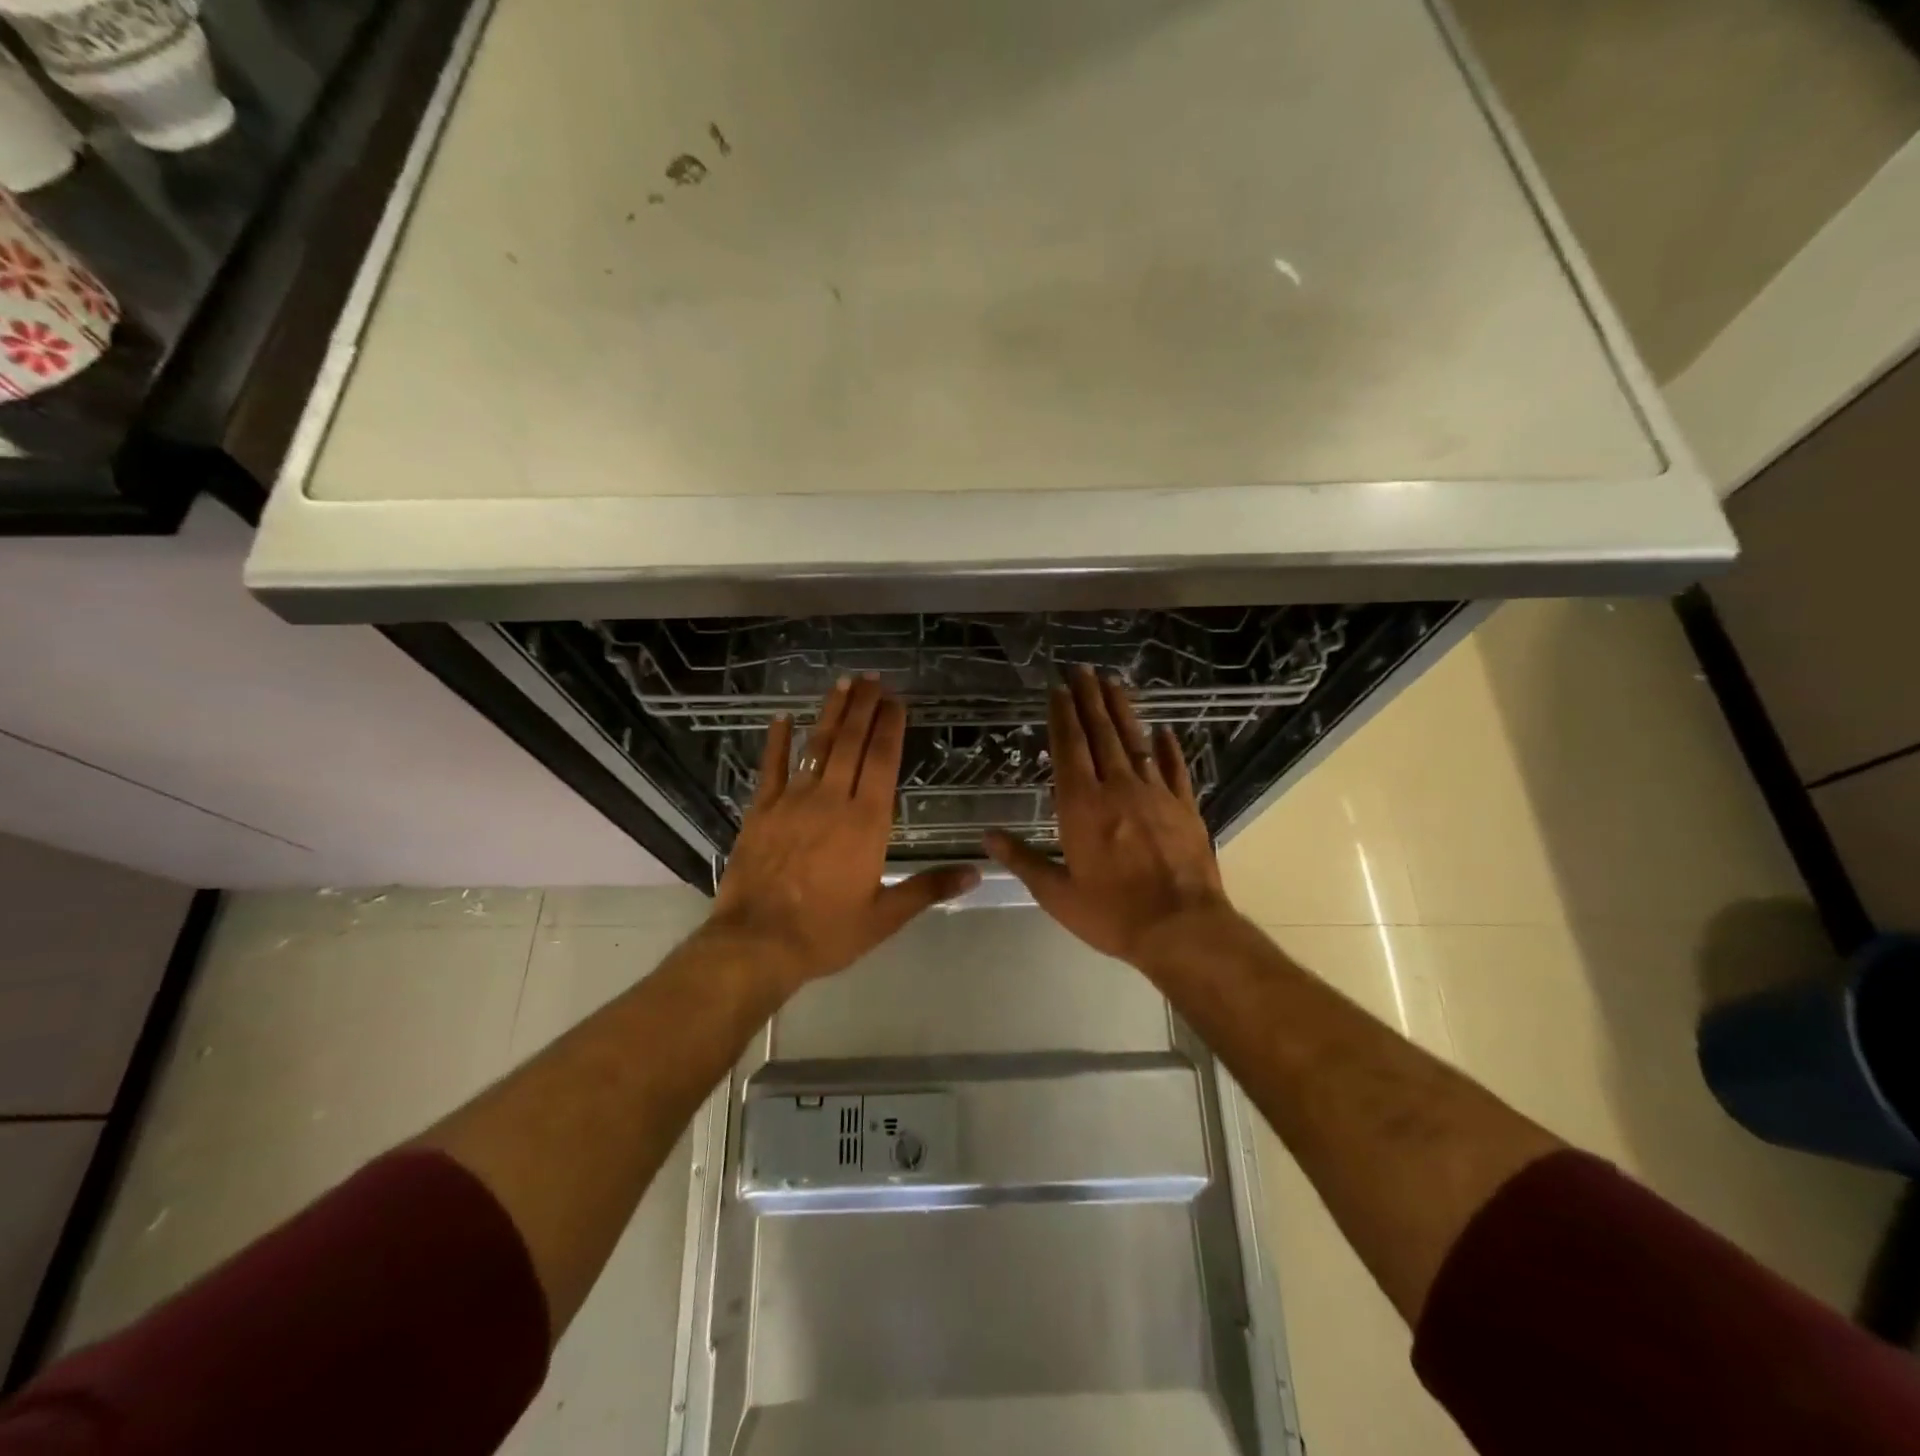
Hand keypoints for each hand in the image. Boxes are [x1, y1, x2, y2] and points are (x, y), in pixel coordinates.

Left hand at [708, 676, 979, 993]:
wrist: (756, 944)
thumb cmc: (826, 932)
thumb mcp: (885, 916)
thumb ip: (929, 888)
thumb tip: (976, 873)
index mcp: (866, 823)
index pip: (882, 762)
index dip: (890, 727)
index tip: (896, 701)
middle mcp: (831, 801)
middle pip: (851, 743)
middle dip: (863, 708)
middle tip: (872, 679)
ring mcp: (792, 802)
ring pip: (816, 747)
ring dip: (831, 713)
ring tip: (842, 684)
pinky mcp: (761, 811)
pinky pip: (771, 767)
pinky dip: (777, 741)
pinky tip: (782, 718)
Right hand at [986, 664, 1231, 966]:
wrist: (1182, 928)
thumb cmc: (1113, 914)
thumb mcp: (1057, 894)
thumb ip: (1023, 860)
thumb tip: (987, 837)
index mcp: (1082, 805)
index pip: (1069, 748)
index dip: (1062, 715)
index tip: (1058, 689)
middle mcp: (1118, 788)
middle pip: (1101, 734)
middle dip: (1089, 699)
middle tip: (1083, 669)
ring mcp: (1155, 794)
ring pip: (1136, 742)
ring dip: (1123, 711)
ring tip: (1114, 683)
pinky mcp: (1185, 807)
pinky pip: (1175, 769)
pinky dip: (1168, 748)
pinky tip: (1164, 731)